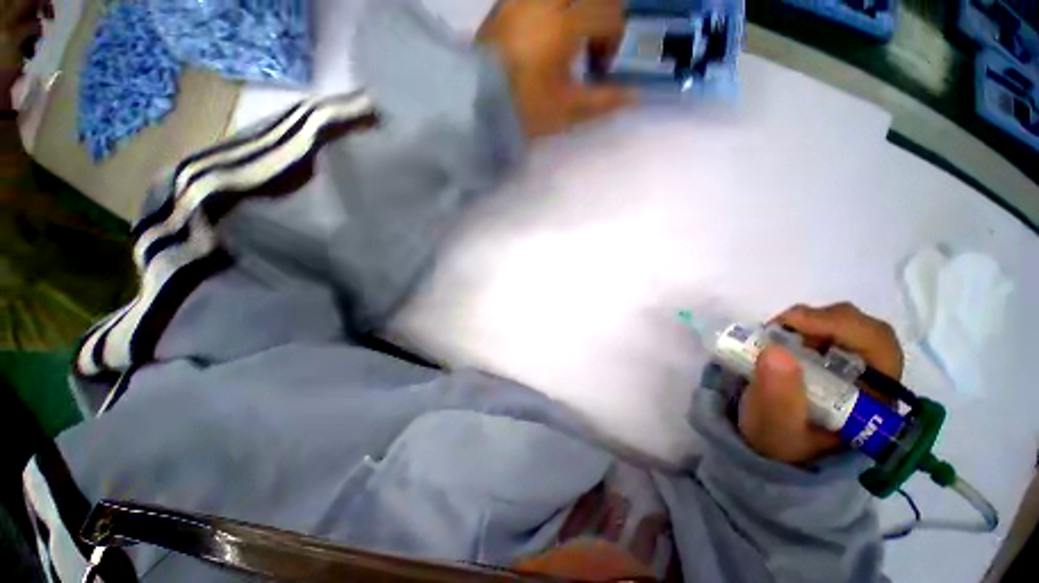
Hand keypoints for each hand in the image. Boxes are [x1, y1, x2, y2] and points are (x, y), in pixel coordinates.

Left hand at [477, 0, 635, 138]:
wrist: (473, 106)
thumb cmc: (524, 109)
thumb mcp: (567, 109)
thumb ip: (604, 100)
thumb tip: (637, 95)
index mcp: (564, 24)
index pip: (608, 15)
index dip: (614, 40)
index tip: (603, 66)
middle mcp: (544, 1)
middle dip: (598, 15)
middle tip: (589, 44)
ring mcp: (520, 0)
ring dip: (575, 12)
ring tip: (567, 40)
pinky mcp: (503, 5)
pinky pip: (536, 1)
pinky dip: (552, 10)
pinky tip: (544, 35)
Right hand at [738, 303, 903, 464]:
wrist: (767, 440)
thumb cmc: (778, 439)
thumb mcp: (775, 427)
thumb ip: (778, 397)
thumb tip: (775, 352)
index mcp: (874, 400)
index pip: (881, 350)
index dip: (846, 328)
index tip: (796, 323)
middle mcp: (870, 377)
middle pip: (866, 330)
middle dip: (824, 320)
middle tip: (782, 325)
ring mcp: (848, 363)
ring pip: (844, 322)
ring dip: (807, 320)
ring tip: (774, 333)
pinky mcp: (827, 354)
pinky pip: (821, 325)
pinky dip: (798, 323)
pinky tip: (777, 334)